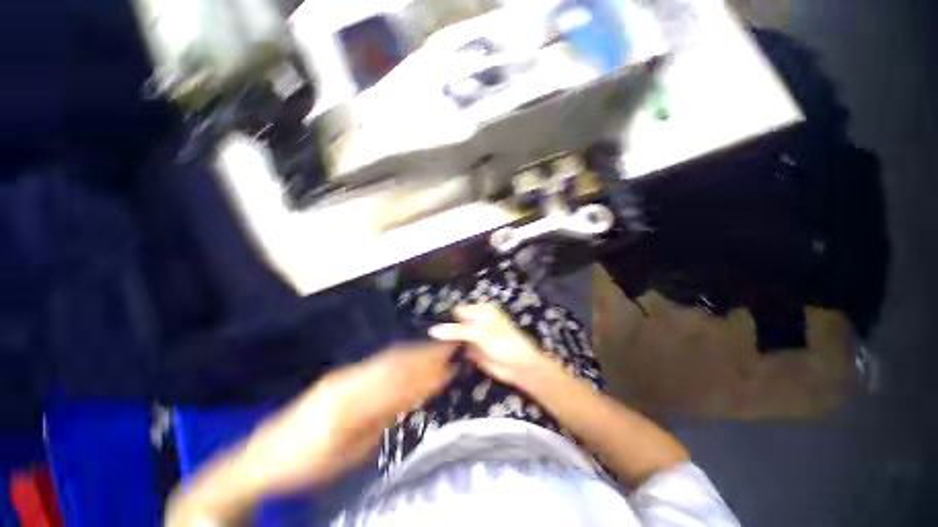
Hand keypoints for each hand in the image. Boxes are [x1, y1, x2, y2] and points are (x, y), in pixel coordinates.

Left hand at [166, 342, 456, 525]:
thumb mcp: (350, 453)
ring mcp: (343, 375)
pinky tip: (409, 358)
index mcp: (351, 403)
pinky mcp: (340, 376)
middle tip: (449, 349)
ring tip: (435, 350)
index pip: (399, 381)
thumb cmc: (308, 466)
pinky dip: (397, 358)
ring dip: (414, 353)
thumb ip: (383, 419)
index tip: (449, 364)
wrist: (262, 458)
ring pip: (386, 358)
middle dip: (425, 354)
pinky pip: (375, 363)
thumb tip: (415, 395)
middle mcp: (349, 380)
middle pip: (395, 362)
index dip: (426, 371)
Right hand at [428, 304, 556, 387]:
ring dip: (445, 341)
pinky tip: (436, 355)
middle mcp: (476, 321)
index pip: (457, 311)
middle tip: (424, 336)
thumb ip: (456, 330)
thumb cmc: (504, 343)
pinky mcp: (472, 351)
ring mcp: (474, 337)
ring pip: (455, 336)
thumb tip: (432, 330)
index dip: (444, 318)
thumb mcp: (480, 333)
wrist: (520, 367)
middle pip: (455, 323)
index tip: (426, 325)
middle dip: (443, 329)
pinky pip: (458, 348)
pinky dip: (450, 351)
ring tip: (426, 345)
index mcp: (481, 311)